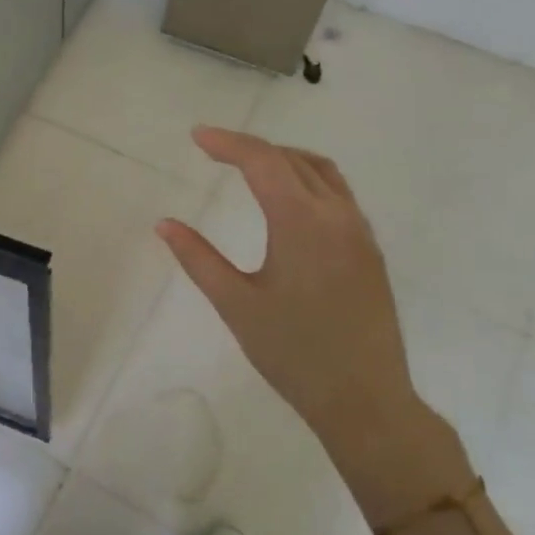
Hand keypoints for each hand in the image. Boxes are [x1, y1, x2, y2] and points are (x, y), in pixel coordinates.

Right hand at [156, 127, 465, 515]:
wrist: (364, 398)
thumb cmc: (293, 353)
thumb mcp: (236, 304)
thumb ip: (198, 258)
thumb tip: (164, 224)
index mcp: (302, 223)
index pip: (263, 162)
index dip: (228, 143)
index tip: (197, 136)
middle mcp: (337, 216)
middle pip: (294, 160)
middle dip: (253, 148)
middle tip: (215, 150)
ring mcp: (360, 233)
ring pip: (323, 173)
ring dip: (285, 160)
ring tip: (250, 167)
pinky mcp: (370, 252)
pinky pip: (339, 196)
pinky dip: (308, 181)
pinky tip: (288, 204)